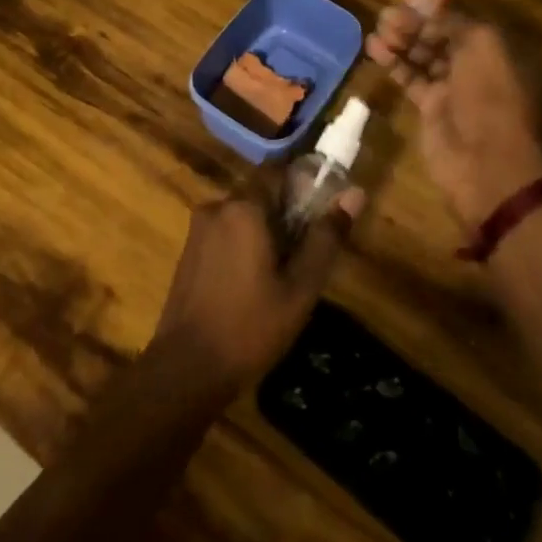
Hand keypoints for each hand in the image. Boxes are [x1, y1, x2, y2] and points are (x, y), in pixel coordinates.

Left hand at [151, 186, 362, 394]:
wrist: (186, 368)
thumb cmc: (250, 327)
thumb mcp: (300, 288)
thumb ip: (326, 238)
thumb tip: (355, 194)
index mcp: (244, 207)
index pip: (278, 173)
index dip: (302, 188)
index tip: (320, 214)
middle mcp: (217, 206)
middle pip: (260, 194)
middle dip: (284, 216)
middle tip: (304, 254)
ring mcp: (198, 228)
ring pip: (241, 215)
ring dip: (262, 233)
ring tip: (281, 275)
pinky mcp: (188, 250)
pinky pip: (224, 233)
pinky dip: (242, 245)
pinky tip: (252, 284)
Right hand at [367, 0, 541, 230]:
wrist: (487, 166)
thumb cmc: (490, 98)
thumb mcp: (481, 46)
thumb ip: (458, 13)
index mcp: (495, 45)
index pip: (464, 12)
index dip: (440, 1)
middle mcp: (475, 62)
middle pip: (440, 30)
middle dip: (416, 19)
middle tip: (391, 14)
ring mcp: (452, 85)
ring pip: (423, 51)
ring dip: (401, 37)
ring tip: (380, 28)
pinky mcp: (430, 106)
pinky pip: (410, 76)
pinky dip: (393, 61)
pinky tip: (374, 47)